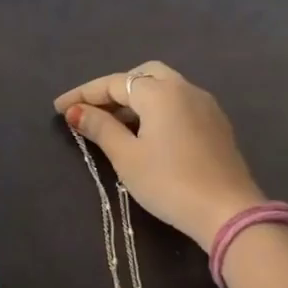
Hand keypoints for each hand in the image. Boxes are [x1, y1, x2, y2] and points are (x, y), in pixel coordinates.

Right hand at [55, 62, 264, 249]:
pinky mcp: (216, 125)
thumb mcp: (126, 156)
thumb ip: (100, 128)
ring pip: (163, 88)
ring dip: (135, 99)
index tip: (58, 108)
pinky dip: (155, 109)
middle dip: (113, 89)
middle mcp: (185, 89)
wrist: (228, 212)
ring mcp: (205, 106)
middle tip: (91, 111)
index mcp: (160, 92)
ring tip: (112, 124)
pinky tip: (145, 133)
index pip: (113, 83)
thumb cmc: (169, 182)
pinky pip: (178, 103)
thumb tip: (75, 111)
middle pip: (143, 75)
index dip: (82, 94)